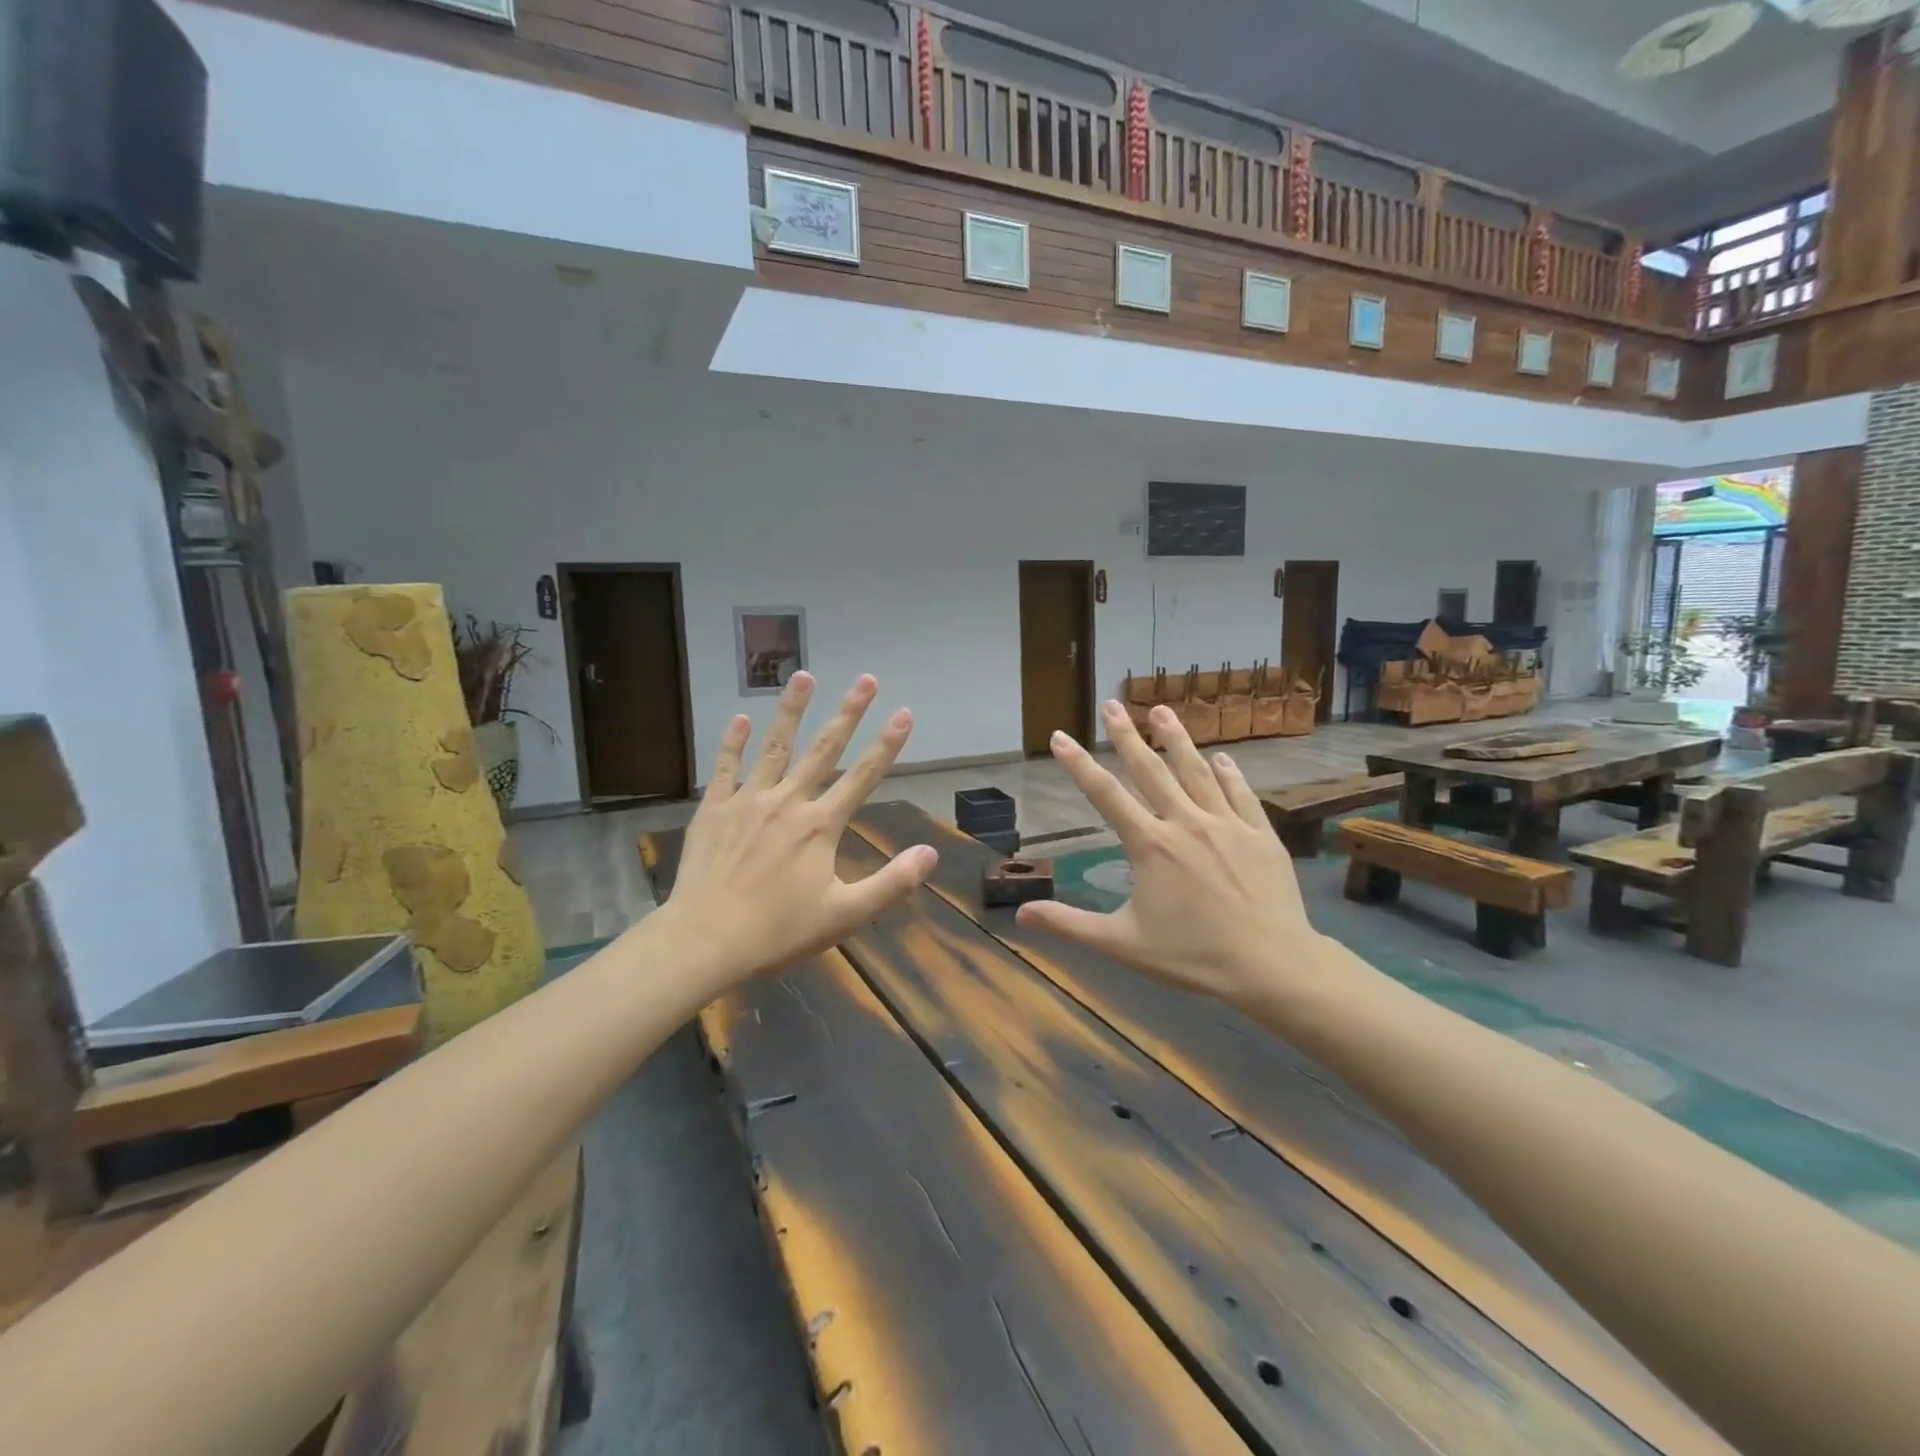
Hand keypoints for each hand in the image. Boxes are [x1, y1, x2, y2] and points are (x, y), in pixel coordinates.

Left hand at [658, 672, 936, 988]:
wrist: (704, 940)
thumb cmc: (777, 931)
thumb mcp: (844, 915)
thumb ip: (891, 884)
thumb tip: (930, 853)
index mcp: (821, 826)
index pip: (864, 776)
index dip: (887, 744)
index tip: (903, 712)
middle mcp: (788, 802)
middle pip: (824, 749)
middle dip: (848, 712)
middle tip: (865, 679)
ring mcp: (748, 801)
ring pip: (775, 746)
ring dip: (792, 710)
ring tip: (804, 675)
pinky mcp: (714, 809)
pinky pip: (726, 767)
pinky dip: (734, 741)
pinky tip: (741, 718)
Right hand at [1015, 700, 1324, 1005]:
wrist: (1273, 965)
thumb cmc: (1193, 956)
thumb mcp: (1122, 944)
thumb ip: (1070, 925)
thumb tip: (1020, 914)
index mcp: (1151, 846)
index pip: (1105, 796)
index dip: (1079, 764)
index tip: (1061, 736)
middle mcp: (1186, 823)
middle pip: (1150, 770)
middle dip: (1127, 736)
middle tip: (1112, 705)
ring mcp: (1227, 825)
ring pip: (1196, 772)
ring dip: (1177, 739)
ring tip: (1161, 711)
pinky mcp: (1260, 835)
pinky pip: (1241, 795)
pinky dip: (1229, 774)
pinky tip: (1222, 758)